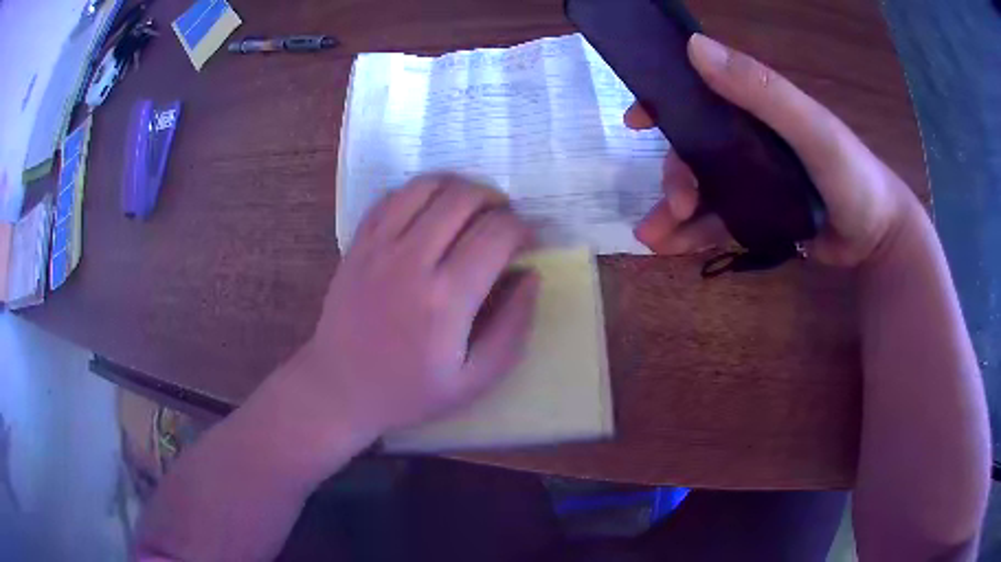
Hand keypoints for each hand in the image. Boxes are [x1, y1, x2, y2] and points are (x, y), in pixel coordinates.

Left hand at [287, 174, 538, 446]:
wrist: (340, 387)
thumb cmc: (410, 391)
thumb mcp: (475, 380)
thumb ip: (513, 328)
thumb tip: (531, 276)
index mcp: (445, 299)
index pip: (496, 234)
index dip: (522, 229)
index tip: (527, 243)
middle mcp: (410, 261)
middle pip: (463, 198)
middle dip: (496, 201)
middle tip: (504, 222)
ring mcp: (378, 246)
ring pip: (427, 186)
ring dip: (459, 188)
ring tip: (472, 209)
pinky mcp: (358, 243)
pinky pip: (393, 196)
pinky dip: (421, 193)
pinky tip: (432, 212)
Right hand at [625, 34, 916, 267]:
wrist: (877, 238)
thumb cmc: (853, 175)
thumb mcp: (813, 128)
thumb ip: (762, 90)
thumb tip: (694, 47)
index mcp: (756, 108)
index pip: (701, 93)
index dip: (664, 101)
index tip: (635, 122)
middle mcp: (748, 138)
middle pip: (694, 150)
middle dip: (674, 177)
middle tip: (675, 209)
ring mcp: (752, 179)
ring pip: (700, 189)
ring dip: (672, 212)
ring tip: (655, 240)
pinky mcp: (757, 214)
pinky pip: (717, 221)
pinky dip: (693, 235)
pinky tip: (674, 250)